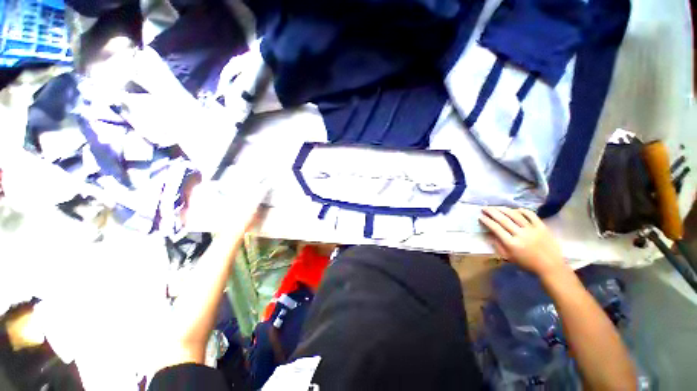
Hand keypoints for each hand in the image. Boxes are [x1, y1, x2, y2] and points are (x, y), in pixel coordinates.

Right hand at [479, 207, 567, 277]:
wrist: (551, 266)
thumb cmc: (527, 263)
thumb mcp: (509, 257)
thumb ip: (498, 245)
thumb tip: (489, 234)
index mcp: (512, 244)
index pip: (496, 229)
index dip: (487, 221)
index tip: (480, 216)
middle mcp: (521, 234)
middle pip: (504, 220)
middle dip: (492, 212)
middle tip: (484, 208)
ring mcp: (532, 230)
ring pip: (516, 216)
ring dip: (504, 210)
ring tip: (496, 207)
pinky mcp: (542, 227)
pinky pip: (531, 215)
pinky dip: (523, 211)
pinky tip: (516, 209)